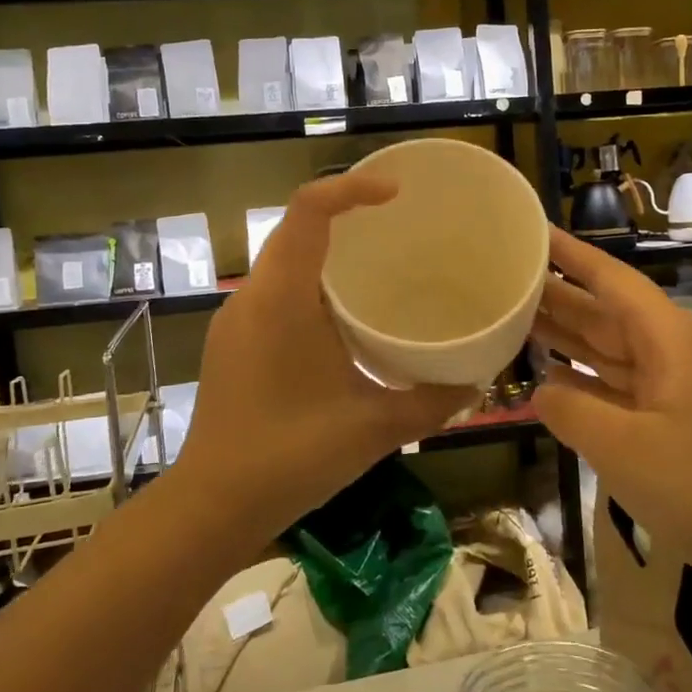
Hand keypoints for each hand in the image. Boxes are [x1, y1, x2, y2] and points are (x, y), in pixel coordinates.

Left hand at [177, 173, 477, 542]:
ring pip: (283, 262)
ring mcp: (236, 320)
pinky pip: (275, 292)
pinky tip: (343, 319)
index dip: (352, 187)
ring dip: (327, 253)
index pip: (308, 210)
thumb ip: (433, 402)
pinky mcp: (232, 343)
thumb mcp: (374, 428)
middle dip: (346, 216)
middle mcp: (252, 297)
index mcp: (281, 298)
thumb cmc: (292, 458)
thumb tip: (479, 382)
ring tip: (379, 266)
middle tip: (399, 226)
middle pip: (295, 229)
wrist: (213, 505)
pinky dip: (311, 285)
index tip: (398, 193)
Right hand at [529, 228, 691, 584]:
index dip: (571, 255)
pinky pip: (619, 386)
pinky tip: (550, 377)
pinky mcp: (673, 420)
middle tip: (504, 278)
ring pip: (610, 349)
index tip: (533, 231)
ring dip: (566, 336)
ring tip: (513, 318)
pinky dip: (584, 379)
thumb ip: (571, 411)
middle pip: (606, 312)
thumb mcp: (623, 448)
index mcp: (670, 340)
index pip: (613, 280)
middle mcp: (672, 353)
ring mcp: (674, 387)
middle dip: (557, 295)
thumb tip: (542, 390)